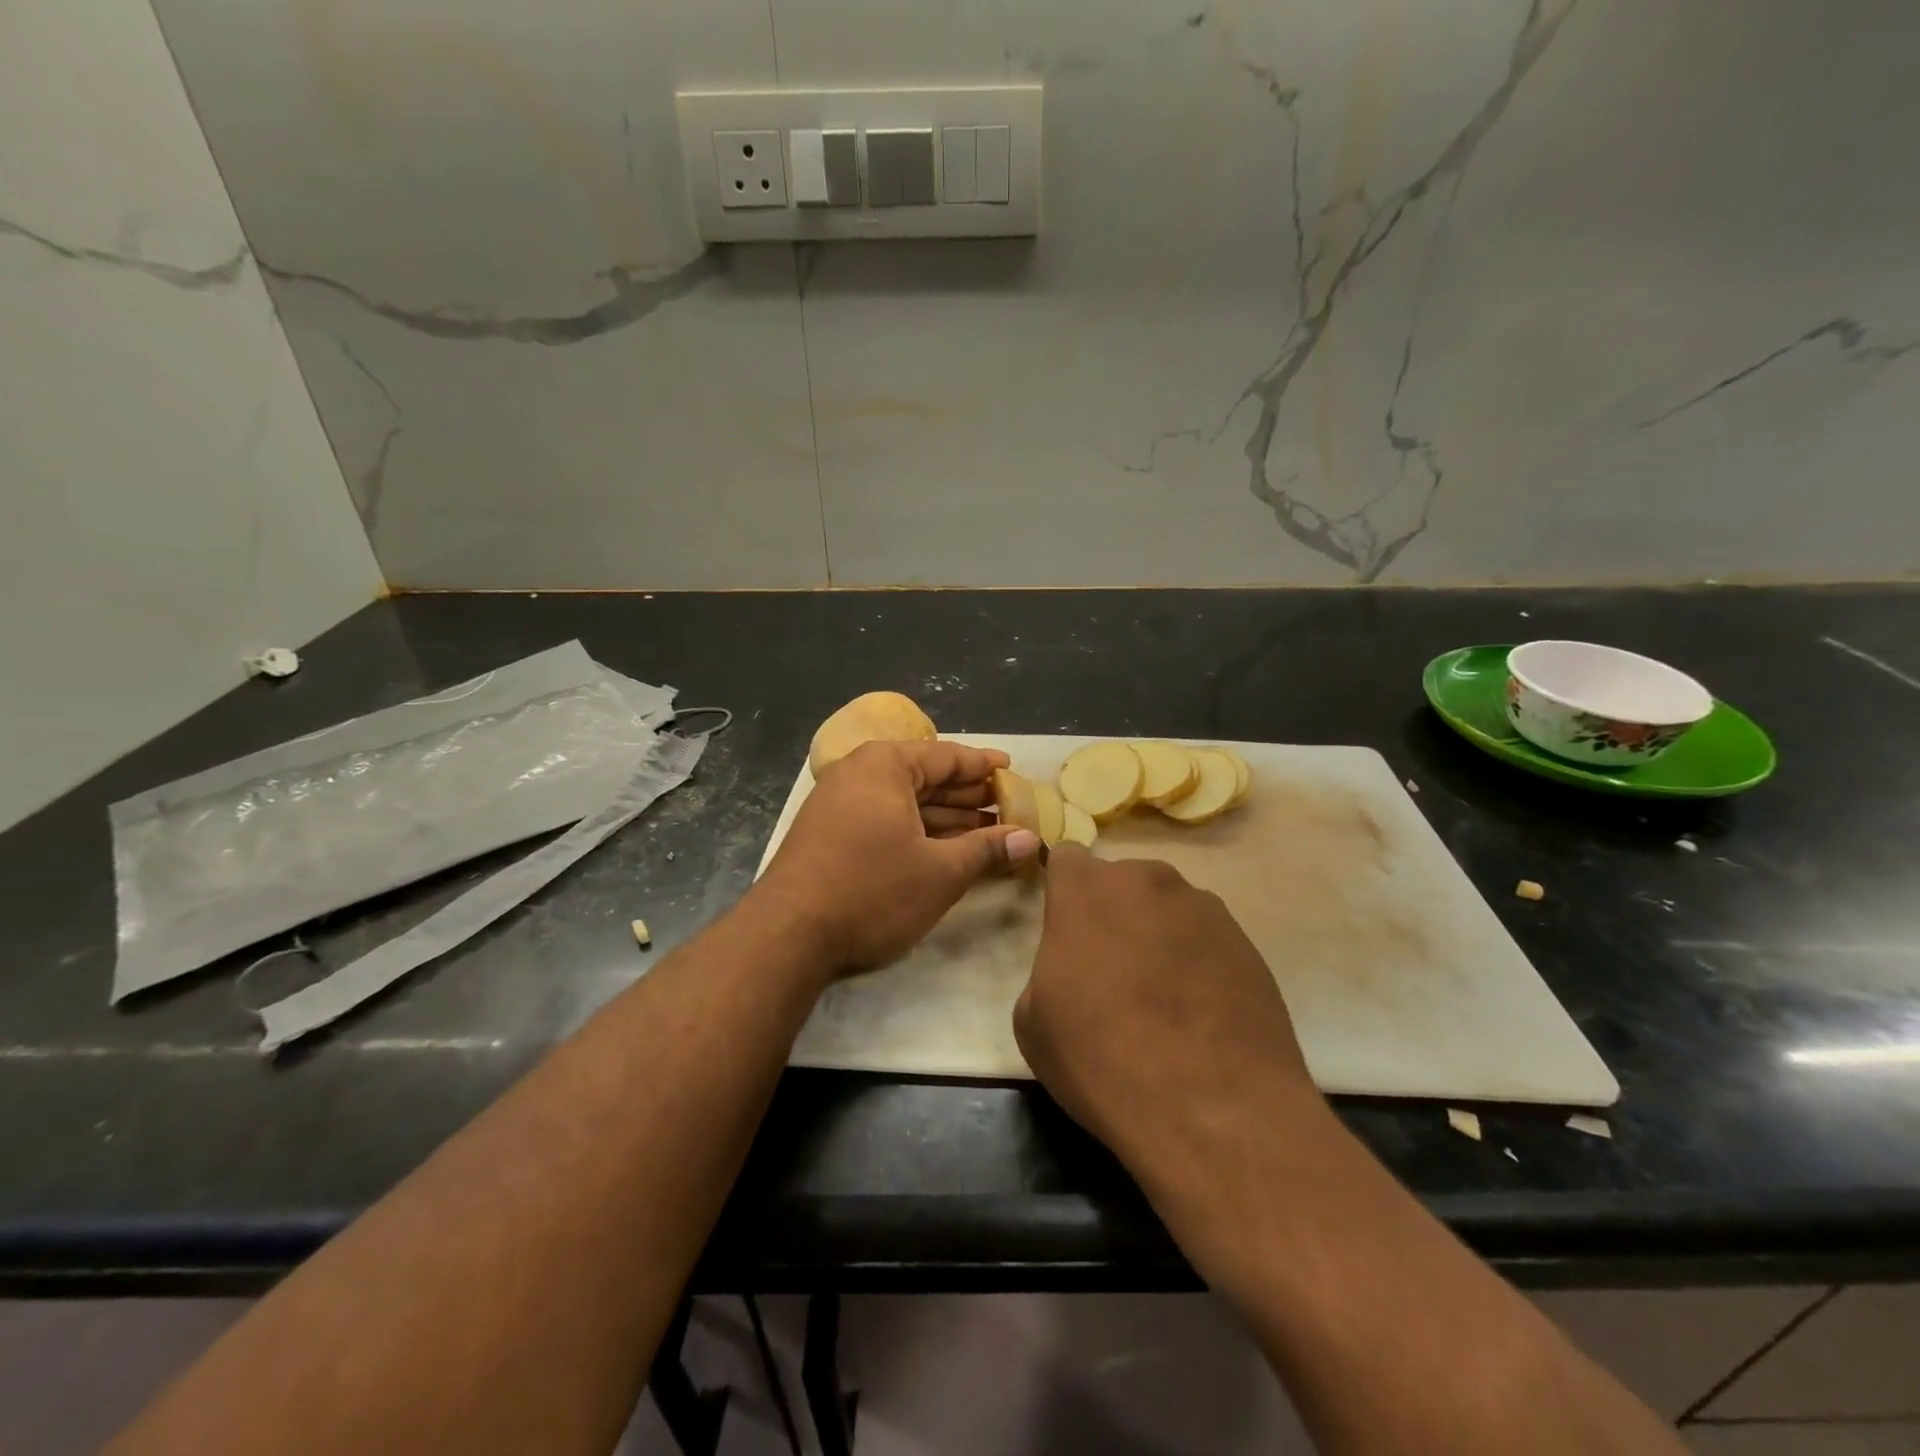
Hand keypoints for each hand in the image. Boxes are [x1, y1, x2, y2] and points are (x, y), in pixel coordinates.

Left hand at [756, 739, 1041, 973]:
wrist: (788, 936)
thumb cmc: (872, 891)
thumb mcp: (940, 872)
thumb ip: (987, 849)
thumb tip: (1031, 839)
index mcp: (885, 766)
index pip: (947, 756)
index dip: (984, 766)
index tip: (1012, 771)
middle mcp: (859, 774)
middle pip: (926, 777)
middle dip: (968, 795)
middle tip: (1009, 807)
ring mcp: (839, 804)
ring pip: (906, 803)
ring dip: (947, 817)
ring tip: (988, 831)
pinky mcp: (830, 835)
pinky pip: (886, 821)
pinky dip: (918, 832)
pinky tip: (946, 849)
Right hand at [1014, 846, 1321, 1182]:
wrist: (1213, 1107)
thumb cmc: (1101, 1057)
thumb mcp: (1032, 1021)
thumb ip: (1048, 969)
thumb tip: (1075, 970)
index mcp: (1086, 888)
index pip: (1067, 858)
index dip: (1063, 890)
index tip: (1064, 927)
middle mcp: (1147, 880)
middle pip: (1121, 883)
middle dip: (1111, 914)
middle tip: (1109, 971)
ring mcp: (1204, 908)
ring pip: (1166, 910)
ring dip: (1157, 936)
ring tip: (1162, 999)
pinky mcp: (1247, 942)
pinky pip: (1206, 940)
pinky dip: (1197, 963)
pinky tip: (1198, 1015)